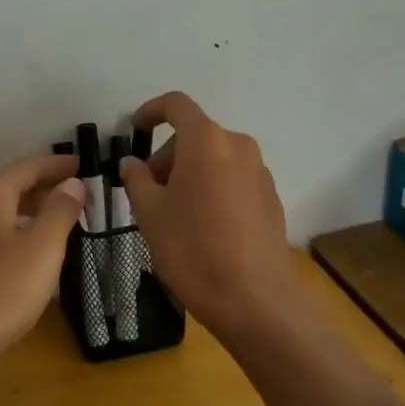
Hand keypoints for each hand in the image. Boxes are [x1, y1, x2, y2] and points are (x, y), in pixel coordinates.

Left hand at [0, 154, 85, 365]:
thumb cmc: (0, 291)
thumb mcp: (42, 248)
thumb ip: (60, 210)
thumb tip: (72, 183)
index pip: (28, 166)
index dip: (57, 165)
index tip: (84, 165)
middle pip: (12, 184)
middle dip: (46, 185)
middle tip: (80, 192)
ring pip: (2, 209)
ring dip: (33, 208)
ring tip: (64, 218)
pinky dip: (18, 228)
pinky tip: (34, 248)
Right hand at [119, 93, 293, 334]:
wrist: (255, 301)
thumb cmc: (193, 249)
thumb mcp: (150, 213)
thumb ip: (137, 179)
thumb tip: (133, 163)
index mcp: (206, 141)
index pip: (176, 105)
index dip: (151, 111)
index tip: (134, 129)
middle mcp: (238, 146)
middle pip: (195, 136)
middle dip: (167, 155)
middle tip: (148, 191)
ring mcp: (260, 172)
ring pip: (215, 158)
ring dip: (190, 173)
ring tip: (174, 213)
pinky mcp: (271, 198)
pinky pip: (233, 179)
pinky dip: (212, 188)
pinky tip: (203, 228)